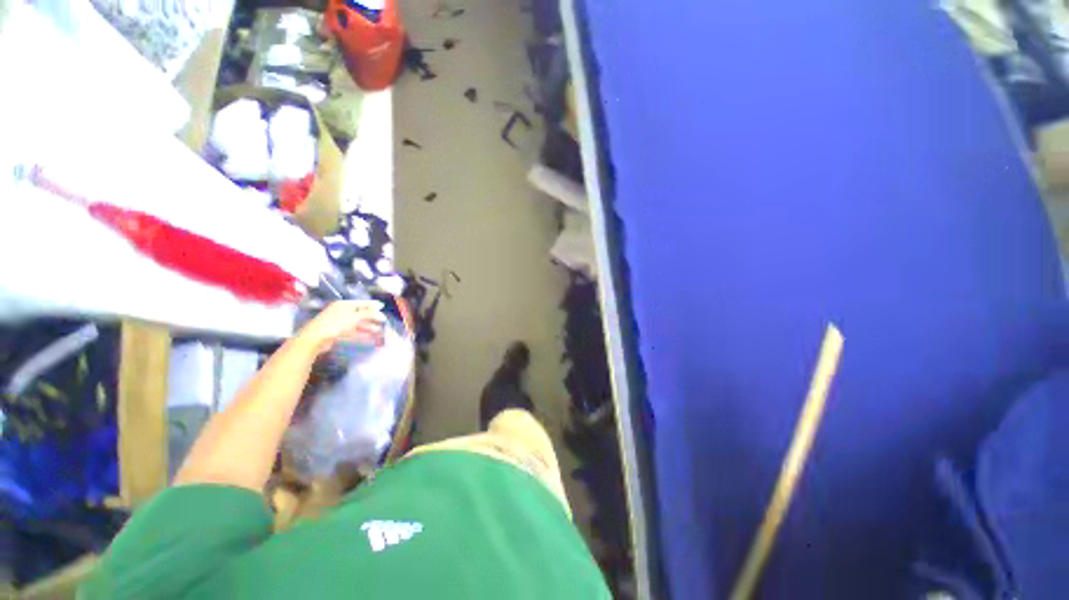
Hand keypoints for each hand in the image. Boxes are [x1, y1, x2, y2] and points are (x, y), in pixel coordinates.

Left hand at [297, 300, 385, 355]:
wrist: (314, 339)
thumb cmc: (335, 324)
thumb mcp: (354, 317)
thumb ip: (369, 313)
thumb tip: (381, 312)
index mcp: (344, 305)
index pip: (362, 303)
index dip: (373, 304)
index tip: (383, 307)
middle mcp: (342, 312)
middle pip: (360, 314)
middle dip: (372, 318)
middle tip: (383, 322)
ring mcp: (339, 323)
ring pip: (357, 324)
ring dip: (368, 327)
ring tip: (379, 331)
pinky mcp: (337, 333)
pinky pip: (353, 332)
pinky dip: (361, 335)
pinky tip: (370, 338)